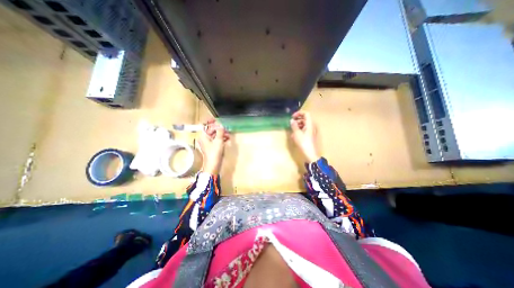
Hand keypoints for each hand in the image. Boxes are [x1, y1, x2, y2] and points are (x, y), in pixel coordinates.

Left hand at [197, 118, 229, 173]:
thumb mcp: (218, 140)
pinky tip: (227, 139)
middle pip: (211, 130)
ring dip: (221, 134)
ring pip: (215, 135)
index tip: (216, 119)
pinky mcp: (212, 147)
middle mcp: (204, 138)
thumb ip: (220, 131)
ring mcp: (208, 143)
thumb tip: (221, 125)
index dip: (210, 122)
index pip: (205, 125)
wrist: (213, 165)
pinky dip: (221, 138)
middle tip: (226, 129)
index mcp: (203, 136)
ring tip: (228, 135)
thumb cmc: (214, 152)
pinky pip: (216, 140)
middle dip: (219, 129)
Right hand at [291, 111, 320, 162]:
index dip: (299, 113)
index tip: (292, 116)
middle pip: (305, 119)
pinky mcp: (309, 136)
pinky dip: (299, 130)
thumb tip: (292, 120)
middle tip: (291, 123)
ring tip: (291, 130)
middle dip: (297, 120)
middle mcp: (311, 126)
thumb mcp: (297, 134)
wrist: (310, 154)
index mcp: (309, 124)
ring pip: (304, 125)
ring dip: (297, 125)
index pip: (306, 114)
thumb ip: (294, 126)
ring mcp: (311, 131)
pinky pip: (304, 130)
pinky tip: (294, 135)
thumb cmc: (303, 143)